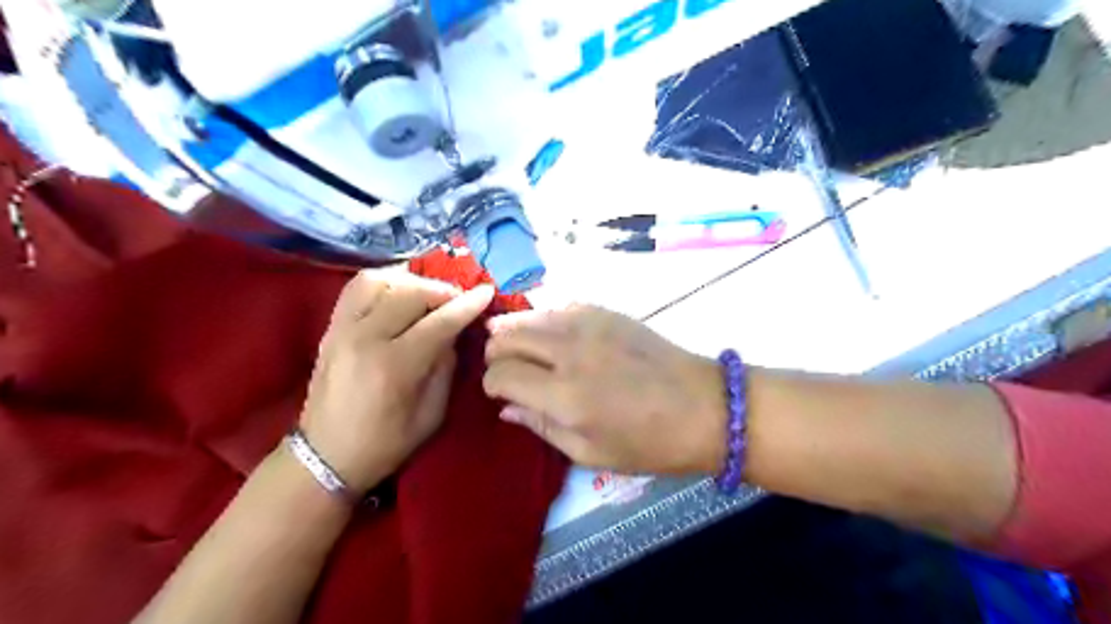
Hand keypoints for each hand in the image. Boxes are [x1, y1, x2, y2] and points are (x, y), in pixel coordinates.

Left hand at [303, 271, 493, 493]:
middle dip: (443, 291)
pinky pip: (357, 287)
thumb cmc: (386, 444)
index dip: (467, 305)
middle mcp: (365, 339)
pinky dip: (384, 282)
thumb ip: (446, 367)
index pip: (439, 322)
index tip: (487, 291)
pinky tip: (400, 294)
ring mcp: (342, 329)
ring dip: (411, 282)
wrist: (324, 457)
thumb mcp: (432, 414)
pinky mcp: (330, 327)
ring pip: (380, 281)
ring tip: (428, 296)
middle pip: (411, 293)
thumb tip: (454, 331)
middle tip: (459, 301)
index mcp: (394, 367)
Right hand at [483, 305, 726, 474]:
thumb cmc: (649, 443)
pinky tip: (554, 335)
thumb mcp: (590, 453)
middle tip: (507, 370)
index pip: (501, 374)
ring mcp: (589, 325)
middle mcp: (569, 352)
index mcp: (564, 395)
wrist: (704, 406)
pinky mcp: (607, 312)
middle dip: (496, 354)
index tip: (499, 394)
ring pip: (529, 315)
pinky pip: (560, 307)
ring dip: (515, 331)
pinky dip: (547, 320)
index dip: (491, 385)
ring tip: (519, 347)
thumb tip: (506, 408)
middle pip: (506, 337)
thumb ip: (541, 427)